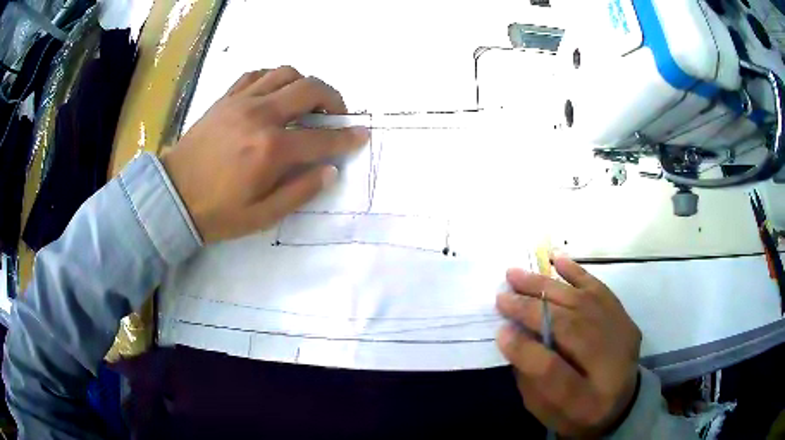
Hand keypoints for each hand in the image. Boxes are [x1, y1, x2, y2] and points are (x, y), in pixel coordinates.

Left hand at [161, 66, 368, 242]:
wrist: (172, 196)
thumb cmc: (217, 212)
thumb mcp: (262, 216)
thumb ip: (300, 192)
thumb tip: (329, 171)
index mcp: (270, 150)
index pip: (321, 138)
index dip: (347, 137)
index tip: (362, 134)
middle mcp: (260, 116)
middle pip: (310, 89)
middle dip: (333, 99)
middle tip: (335, 116)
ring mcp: (241, 102)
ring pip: (286, 73)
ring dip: (304, 84)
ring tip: (305, 103)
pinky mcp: (226, 98)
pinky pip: (257, 74)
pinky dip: (274, 78)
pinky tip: (275, 94)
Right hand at [496, 257, 640, 436]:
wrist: (621, 405)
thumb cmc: (576, 414)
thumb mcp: (546, 411)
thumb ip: (530, 378)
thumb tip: (511, 337)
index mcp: (586, 401)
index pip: (554, 372)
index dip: (525, 350)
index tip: (500, 331)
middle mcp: (611, 365)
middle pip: (570, 328)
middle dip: (532, 310)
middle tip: (502, 296)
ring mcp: (622, 336)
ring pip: (582, 303)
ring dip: (546, 286)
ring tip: (516, 274)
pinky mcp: (624, 318)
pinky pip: (600, 291)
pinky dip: (577, 273)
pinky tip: (557, 260)